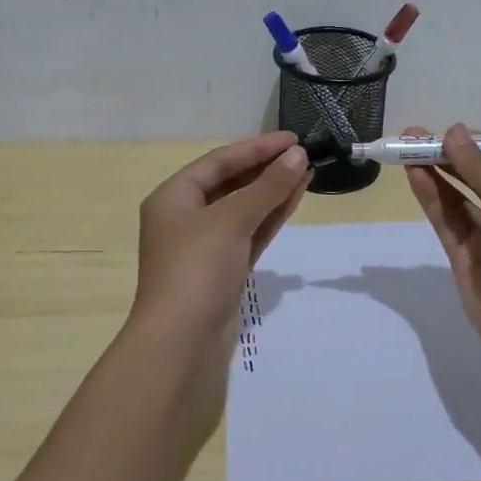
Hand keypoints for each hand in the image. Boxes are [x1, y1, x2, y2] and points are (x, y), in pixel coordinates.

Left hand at [130, 131, 310, 363]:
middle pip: (230, 183)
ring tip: (307, 171)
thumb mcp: (232, 220)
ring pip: (243, 209)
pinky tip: (295, 199)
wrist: (182, 342)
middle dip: (266, 169)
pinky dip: (270, 217)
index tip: (293, 139)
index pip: (218, 161)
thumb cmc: (197, 268)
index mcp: (173, 197)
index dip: (256, 148)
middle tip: (304, 155)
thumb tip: (298, 155)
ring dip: (273, 191)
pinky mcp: (223, 270)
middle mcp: (185, 217)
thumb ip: (267, 187)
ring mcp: (205, 246)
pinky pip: (249, 233)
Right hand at [403, 124, 480, 397]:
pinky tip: (414, 175)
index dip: (476, 141)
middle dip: (448, 152)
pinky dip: (430, 196)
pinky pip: (446, 218)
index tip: (445, 130)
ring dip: (435, 170)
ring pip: (457, 194)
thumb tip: (455, 132)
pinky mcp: (465, 256)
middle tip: (411, 135)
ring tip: (404, 147)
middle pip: (477, 172)